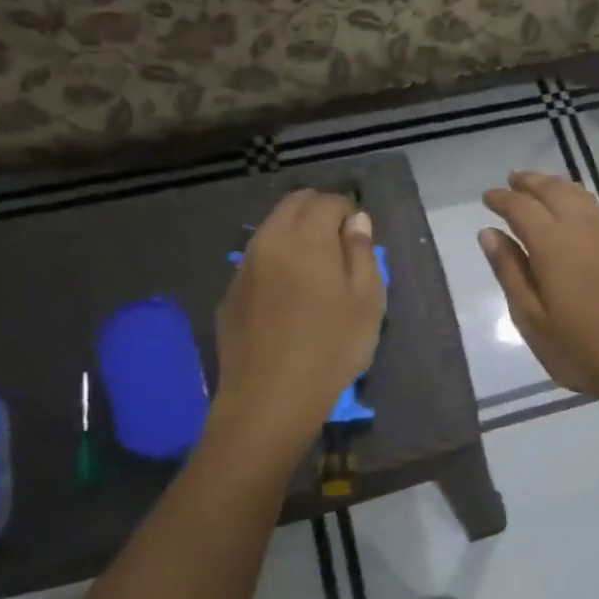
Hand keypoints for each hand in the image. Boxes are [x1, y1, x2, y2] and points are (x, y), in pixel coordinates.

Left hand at [210, 190, 385, 459]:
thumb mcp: (367, 301)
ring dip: (295, 233)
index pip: (327, 201)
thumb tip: (357, 221)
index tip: (360, 236)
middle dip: (319, 211)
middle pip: (293, 204)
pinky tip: (290, 292)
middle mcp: (270, 241)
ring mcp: (244, 266)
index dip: (348, 211)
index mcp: (307, 238)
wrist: (270, 396)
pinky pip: (257, 258)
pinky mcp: (231, 292)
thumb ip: (362, 253)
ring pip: (271, 228)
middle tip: (341, 243)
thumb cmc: (331, 347)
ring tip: (317, 265)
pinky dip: (277, 258)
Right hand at [479, 171, 598, 402]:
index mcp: (554, 246)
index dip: (502, 199)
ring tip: (540, 186)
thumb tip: (490, 233)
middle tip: (512, 180)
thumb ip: (510, 272)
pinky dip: (579, 201)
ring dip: (556, 186)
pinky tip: (575, 213)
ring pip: (581, 197)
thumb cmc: (580, 351)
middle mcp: (584, 231)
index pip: (522, 208)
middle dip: (531, 182)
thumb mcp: (532, 320)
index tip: (487, 196)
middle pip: (555, 191)